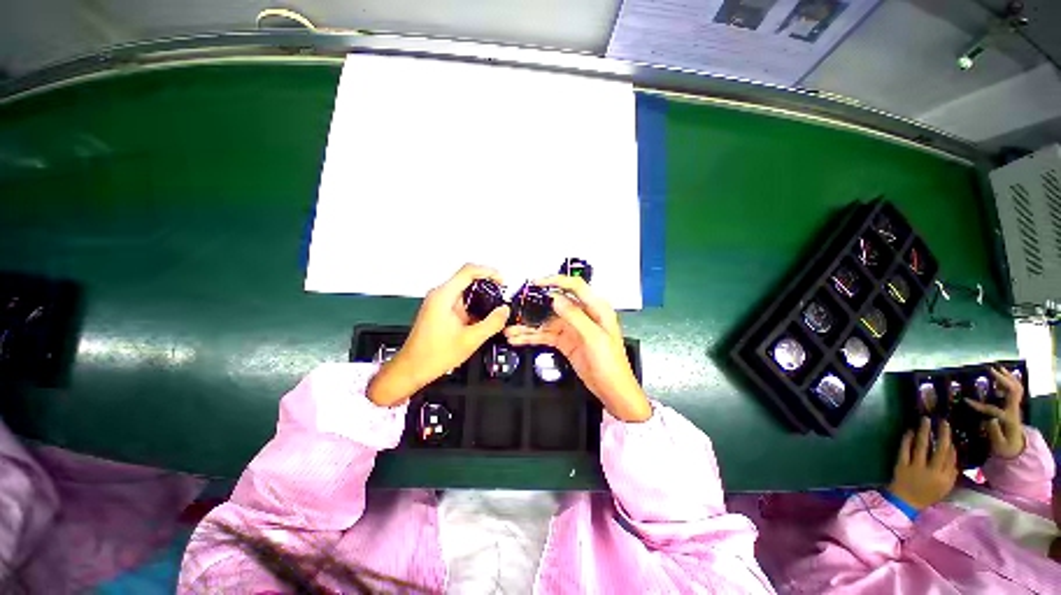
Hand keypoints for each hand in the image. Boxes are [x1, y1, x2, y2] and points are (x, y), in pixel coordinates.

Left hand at [367, 264, 509, 406]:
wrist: (413, 368)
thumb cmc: (433, 355)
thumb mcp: (470, 340)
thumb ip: (492, 323)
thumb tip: (504, 311)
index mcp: (443, 296)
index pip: (468, 271)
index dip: (488, 271)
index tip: (501, 280)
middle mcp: (439, 295)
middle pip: (467, 278)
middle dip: (487, 284)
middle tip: (501, 294)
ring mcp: (439, 302)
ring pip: (465, 290)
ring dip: (481, 296)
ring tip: (494, 308)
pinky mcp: (440, 310)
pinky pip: (461, 301)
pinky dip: (473, 305)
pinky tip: (482, 317)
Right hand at [504, 275, 650, 421]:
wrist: (612, 390)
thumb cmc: (611, 363)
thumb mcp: (594, 338)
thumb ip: (575, 316)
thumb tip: (556, 299)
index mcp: (596, 308)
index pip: (575, 286)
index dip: (556, 280)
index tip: (537, 283)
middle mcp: (583, 315)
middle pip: (556, 304)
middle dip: (535, 306)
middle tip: (517, 307)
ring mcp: (572, 328)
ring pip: (547, 321)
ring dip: (529, 326)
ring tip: (511, 330)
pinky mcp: (565, 341)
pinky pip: (546, 335)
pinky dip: (532, 337)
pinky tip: (519, 339)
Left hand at [886, 417, 957, 510]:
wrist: (906, 502)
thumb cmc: (928, 493)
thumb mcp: (945, 486)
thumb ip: (952, 471)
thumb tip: (954, 450)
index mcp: (944, 478)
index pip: (950, 457)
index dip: (950, 442)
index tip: (949, 429)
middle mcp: (932, 472)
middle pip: (939, 450)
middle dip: (941, 434)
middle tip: (942, 420)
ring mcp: (915, 468)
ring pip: (921, 447)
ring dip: (923, 432)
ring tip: (925, 419)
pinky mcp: (901, 466)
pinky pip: (905, 450)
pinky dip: (907, 439)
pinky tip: (909, 430)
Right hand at [965, 366, 1025, 458]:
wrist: (1017, 447)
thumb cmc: (1005, 447)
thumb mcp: (999, 446)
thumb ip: (994, 433)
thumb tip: (989, 419)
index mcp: (1008, 419)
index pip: (994, 409)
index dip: (980, 405)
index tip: (966, 400)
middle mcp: (1014, 410)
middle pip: (1013, 391)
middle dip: (1002, 379)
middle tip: (990, 370)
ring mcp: (1016, 406)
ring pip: (1017, 388)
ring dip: (1008, 377)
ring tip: (998, 369)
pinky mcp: (1015, 405)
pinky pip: (1017, 389)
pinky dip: (1012, 380)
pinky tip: (1005, 376)